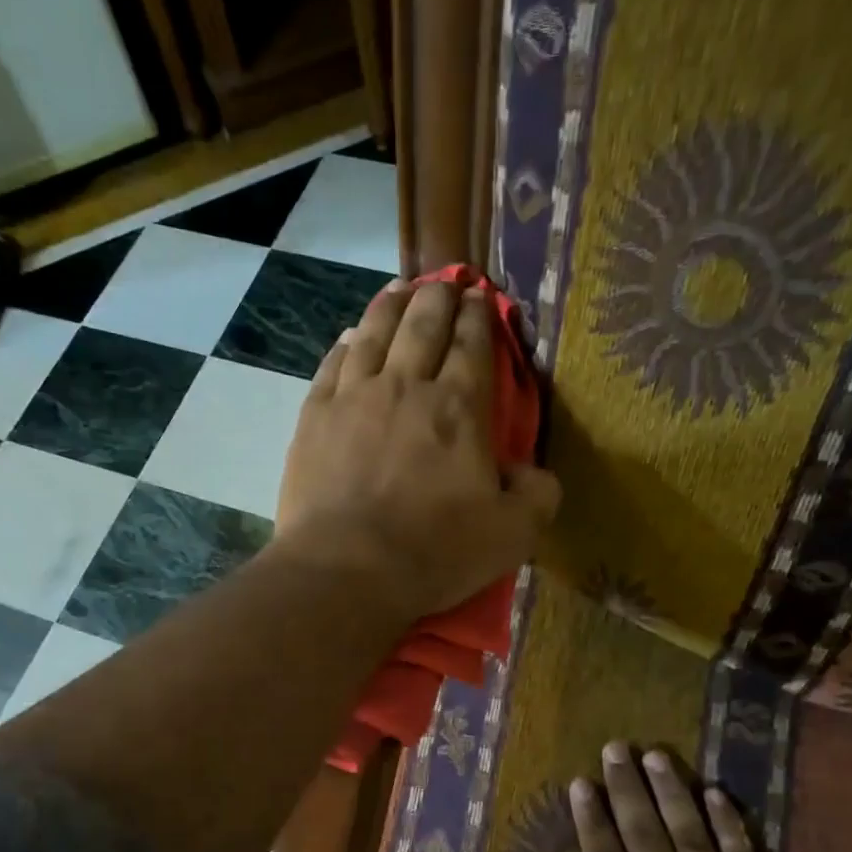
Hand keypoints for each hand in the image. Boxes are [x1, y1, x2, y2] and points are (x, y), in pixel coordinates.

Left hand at [273, 280, 560, 619]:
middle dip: (438, 297)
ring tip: (400, 289)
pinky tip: (349, 337)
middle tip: (445, 282)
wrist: (346, 570)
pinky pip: (331, 365)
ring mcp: (354, 397)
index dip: (479, 317)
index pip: (472, 345)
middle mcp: (406, 386)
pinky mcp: (314, 418)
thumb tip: (533, 472)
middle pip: (423, 326)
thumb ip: (536, 495)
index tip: (481, 297)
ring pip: (374, 333)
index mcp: (459, 408)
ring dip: (390, 306)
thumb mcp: (512, 534)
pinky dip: (345, 344)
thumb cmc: (434, 552)